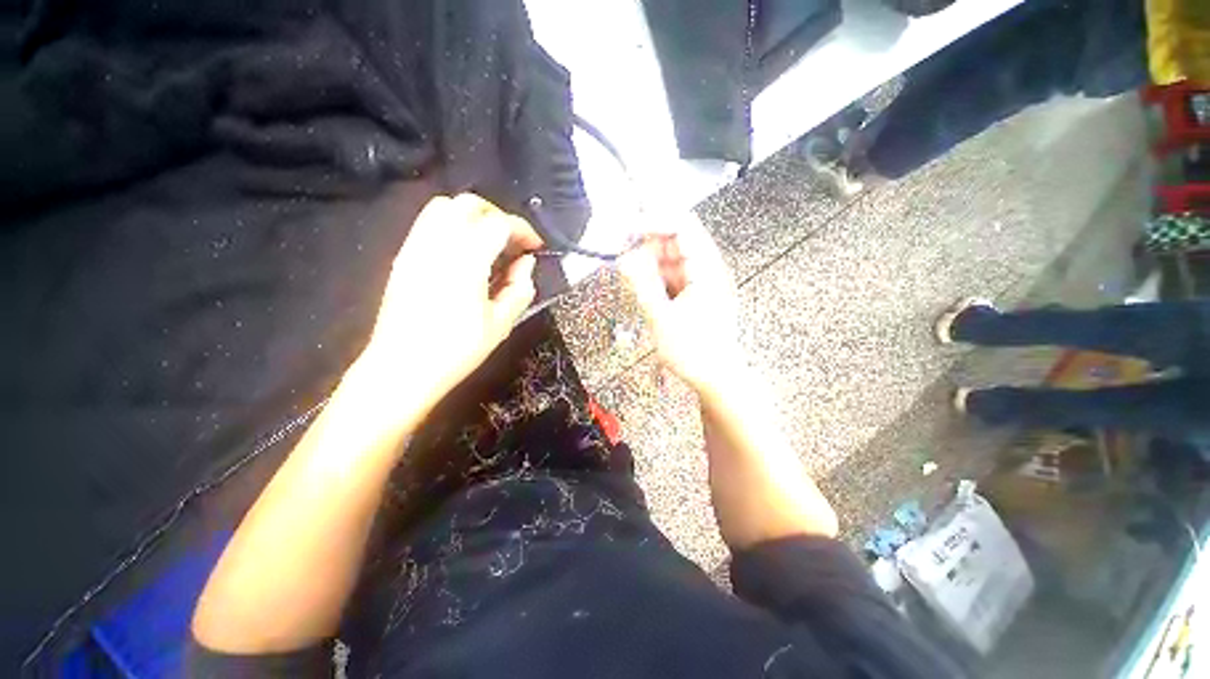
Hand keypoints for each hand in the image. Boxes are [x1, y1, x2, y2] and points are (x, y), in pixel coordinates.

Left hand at [358, 194, 541, 413]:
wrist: (401, 368)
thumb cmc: (456, 350)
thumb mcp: (501, 323)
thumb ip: (520, 288)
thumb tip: (526, 262)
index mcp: (466, 261)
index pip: (499, 224)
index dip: (523, 230)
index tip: (536, 247)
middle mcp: (437, 244)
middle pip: (469, 204)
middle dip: (498, 216)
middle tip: (514, 242)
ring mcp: (415, 247)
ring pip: (444, 207)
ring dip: (474, 216)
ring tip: (490, 243)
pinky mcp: (403, 256)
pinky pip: (428, 223)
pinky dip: (453, 225)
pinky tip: (465, 253)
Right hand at [618, 214, 740, 394]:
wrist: (716, 378)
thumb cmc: (696, 352)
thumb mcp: (662, 318)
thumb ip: (642, 285)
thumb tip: (624, 258)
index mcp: (706, 269)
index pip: (682, 225)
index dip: (653, 221)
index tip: (627, 231)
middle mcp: (706, 269)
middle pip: (675, 240)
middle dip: (647, 245)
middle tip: (624, 260)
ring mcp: (700, 281)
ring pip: (670, 259)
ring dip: (649, 264)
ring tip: (633, 280)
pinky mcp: (694, 293)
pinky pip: (671, 276)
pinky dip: (655, 279)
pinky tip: (646, 292)